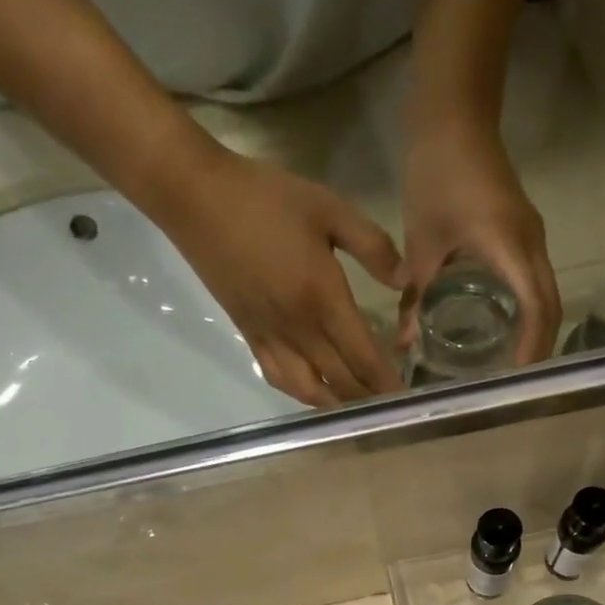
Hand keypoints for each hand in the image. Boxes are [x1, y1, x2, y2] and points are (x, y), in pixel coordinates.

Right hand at [154, 146, 404, 407]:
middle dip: (368, 398)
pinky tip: (316, 392)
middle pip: (341, 381)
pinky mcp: (250, 336)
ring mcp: (271, 337)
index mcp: (323, 300)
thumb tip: (405, 280)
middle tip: (389, 406)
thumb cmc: (266, 198)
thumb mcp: (329, 208)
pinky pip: (279, 378)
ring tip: (357, 406)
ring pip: (310, 389)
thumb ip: (372, 246)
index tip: (406, 396)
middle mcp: (299, 330)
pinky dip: (302, 393)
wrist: (197, 198)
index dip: (387, 380)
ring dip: (337, 404)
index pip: (364, 356)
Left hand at [400, 120, 559, 363]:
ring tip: (515, 368)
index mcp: (509, 246)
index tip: (517, 381)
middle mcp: (531, 244)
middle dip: (539, 348)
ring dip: (537, 331)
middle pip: (550, 306)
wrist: (454, 117)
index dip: (531, 347)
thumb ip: (415, 297)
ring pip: (546, 295)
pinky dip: (528, 311)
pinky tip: (506, 332)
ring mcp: (531, 237)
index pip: (535, 307)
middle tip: (519, 386)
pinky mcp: (524, 233)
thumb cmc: (436, 175)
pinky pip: (535, 282)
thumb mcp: (422, 242)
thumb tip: (404, 344)